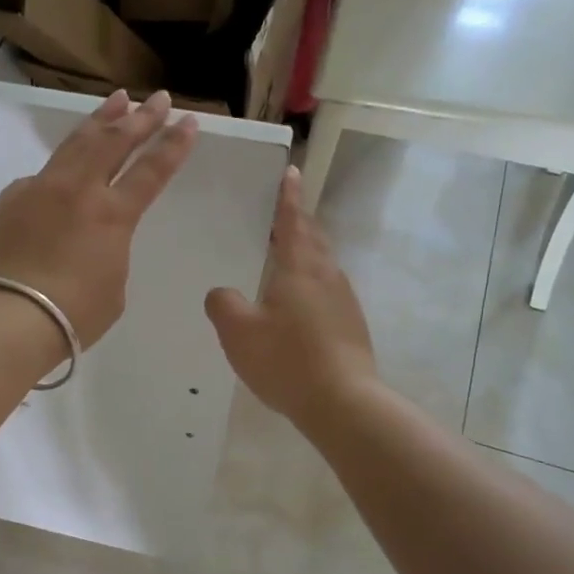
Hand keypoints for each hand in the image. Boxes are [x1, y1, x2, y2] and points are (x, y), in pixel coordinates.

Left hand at [0, 89, 197, 347]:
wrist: (10, 317)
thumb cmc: (74, 315)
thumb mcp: (112, 285)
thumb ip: (109, 249)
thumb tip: (90, 234)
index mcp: (113, 215)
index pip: (151, 171)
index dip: (172, 145)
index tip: (188, 121)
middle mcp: (78, 190)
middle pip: (114, 142)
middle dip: (141, 118)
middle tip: (158, 98)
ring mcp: (40, 189)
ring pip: (76, 144)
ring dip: (100, 120)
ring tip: (117, 100)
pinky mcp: (9, 200)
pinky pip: (40, 176)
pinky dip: (60, 167)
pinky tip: (63, 166)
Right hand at [205, 167, 377, 428]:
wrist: (343, 403)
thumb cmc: (287, 360)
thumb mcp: (238, 332)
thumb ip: (223, 304)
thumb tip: (222, 292)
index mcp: (300, 268)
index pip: (293, 221)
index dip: (288, 197)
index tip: (290, 171)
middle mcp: (327, 276)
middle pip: (313, 239)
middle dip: (298, 223)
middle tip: (282, 214)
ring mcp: (344, 302)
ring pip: (322, 266)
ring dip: (306, 254)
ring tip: (285, 256)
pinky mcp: (350, 327)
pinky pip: (326, 292)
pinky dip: (310, 284)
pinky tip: (296, 305)